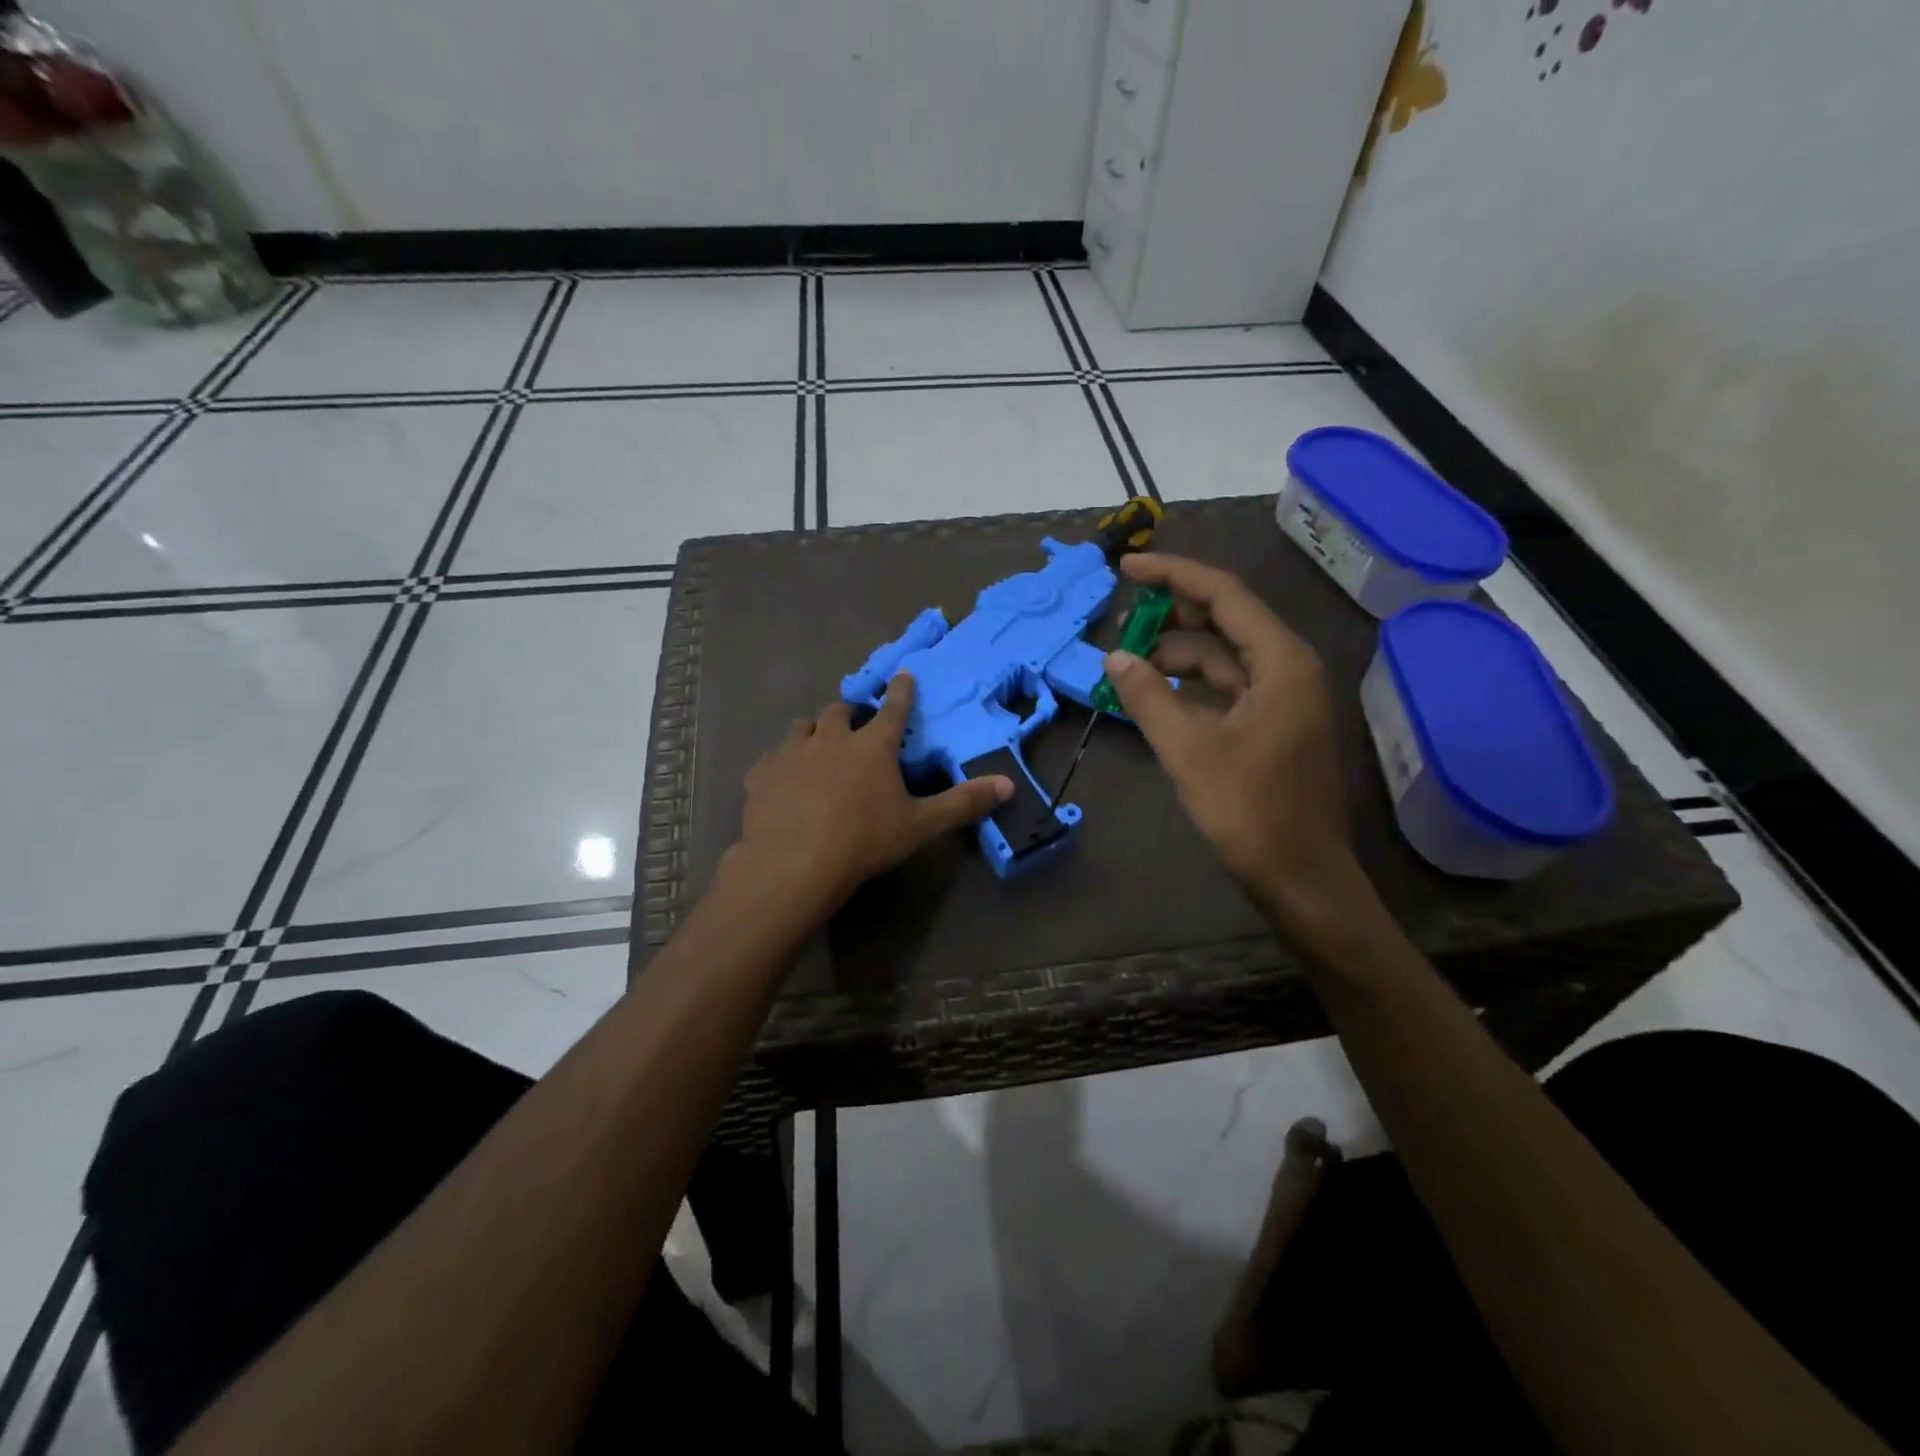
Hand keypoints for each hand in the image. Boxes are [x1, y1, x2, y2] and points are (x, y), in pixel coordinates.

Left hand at [728, 674, 1012, 917]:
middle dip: (849, 713)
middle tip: (853, 726)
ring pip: (802, 727)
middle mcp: (831, 738)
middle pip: (840, 711)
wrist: (794, 863)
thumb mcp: (920, 825)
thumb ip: (963, 803)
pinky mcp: (761, 773)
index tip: (902, 674)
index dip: (901, 691)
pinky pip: (771, 758)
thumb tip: (1009, 785)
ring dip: (813, 732)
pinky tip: (782, 781)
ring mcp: (792, 752)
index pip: (893, 709)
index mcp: (872, 746)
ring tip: (817, 747)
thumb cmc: (864, 841)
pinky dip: (781, 763)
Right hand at [1105, 553, 1361, 911]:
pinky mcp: (1272, 726)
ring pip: (1223, 657)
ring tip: (1128, 667)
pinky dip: (1190, 686)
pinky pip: (1226, 689)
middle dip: (1172, 616)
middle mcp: (1288, 669)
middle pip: (1226, 621)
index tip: (1127, 567)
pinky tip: (1156, 696)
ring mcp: (1282, 699)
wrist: (1301, 878)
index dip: (1173, 575)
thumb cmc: (1250, 811)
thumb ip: (1148, 697)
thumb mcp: (1188, 750)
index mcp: (1281, 662)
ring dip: (1176, 656)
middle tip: (1122, 620)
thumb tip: (1114, 659)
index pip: (1224, 595)